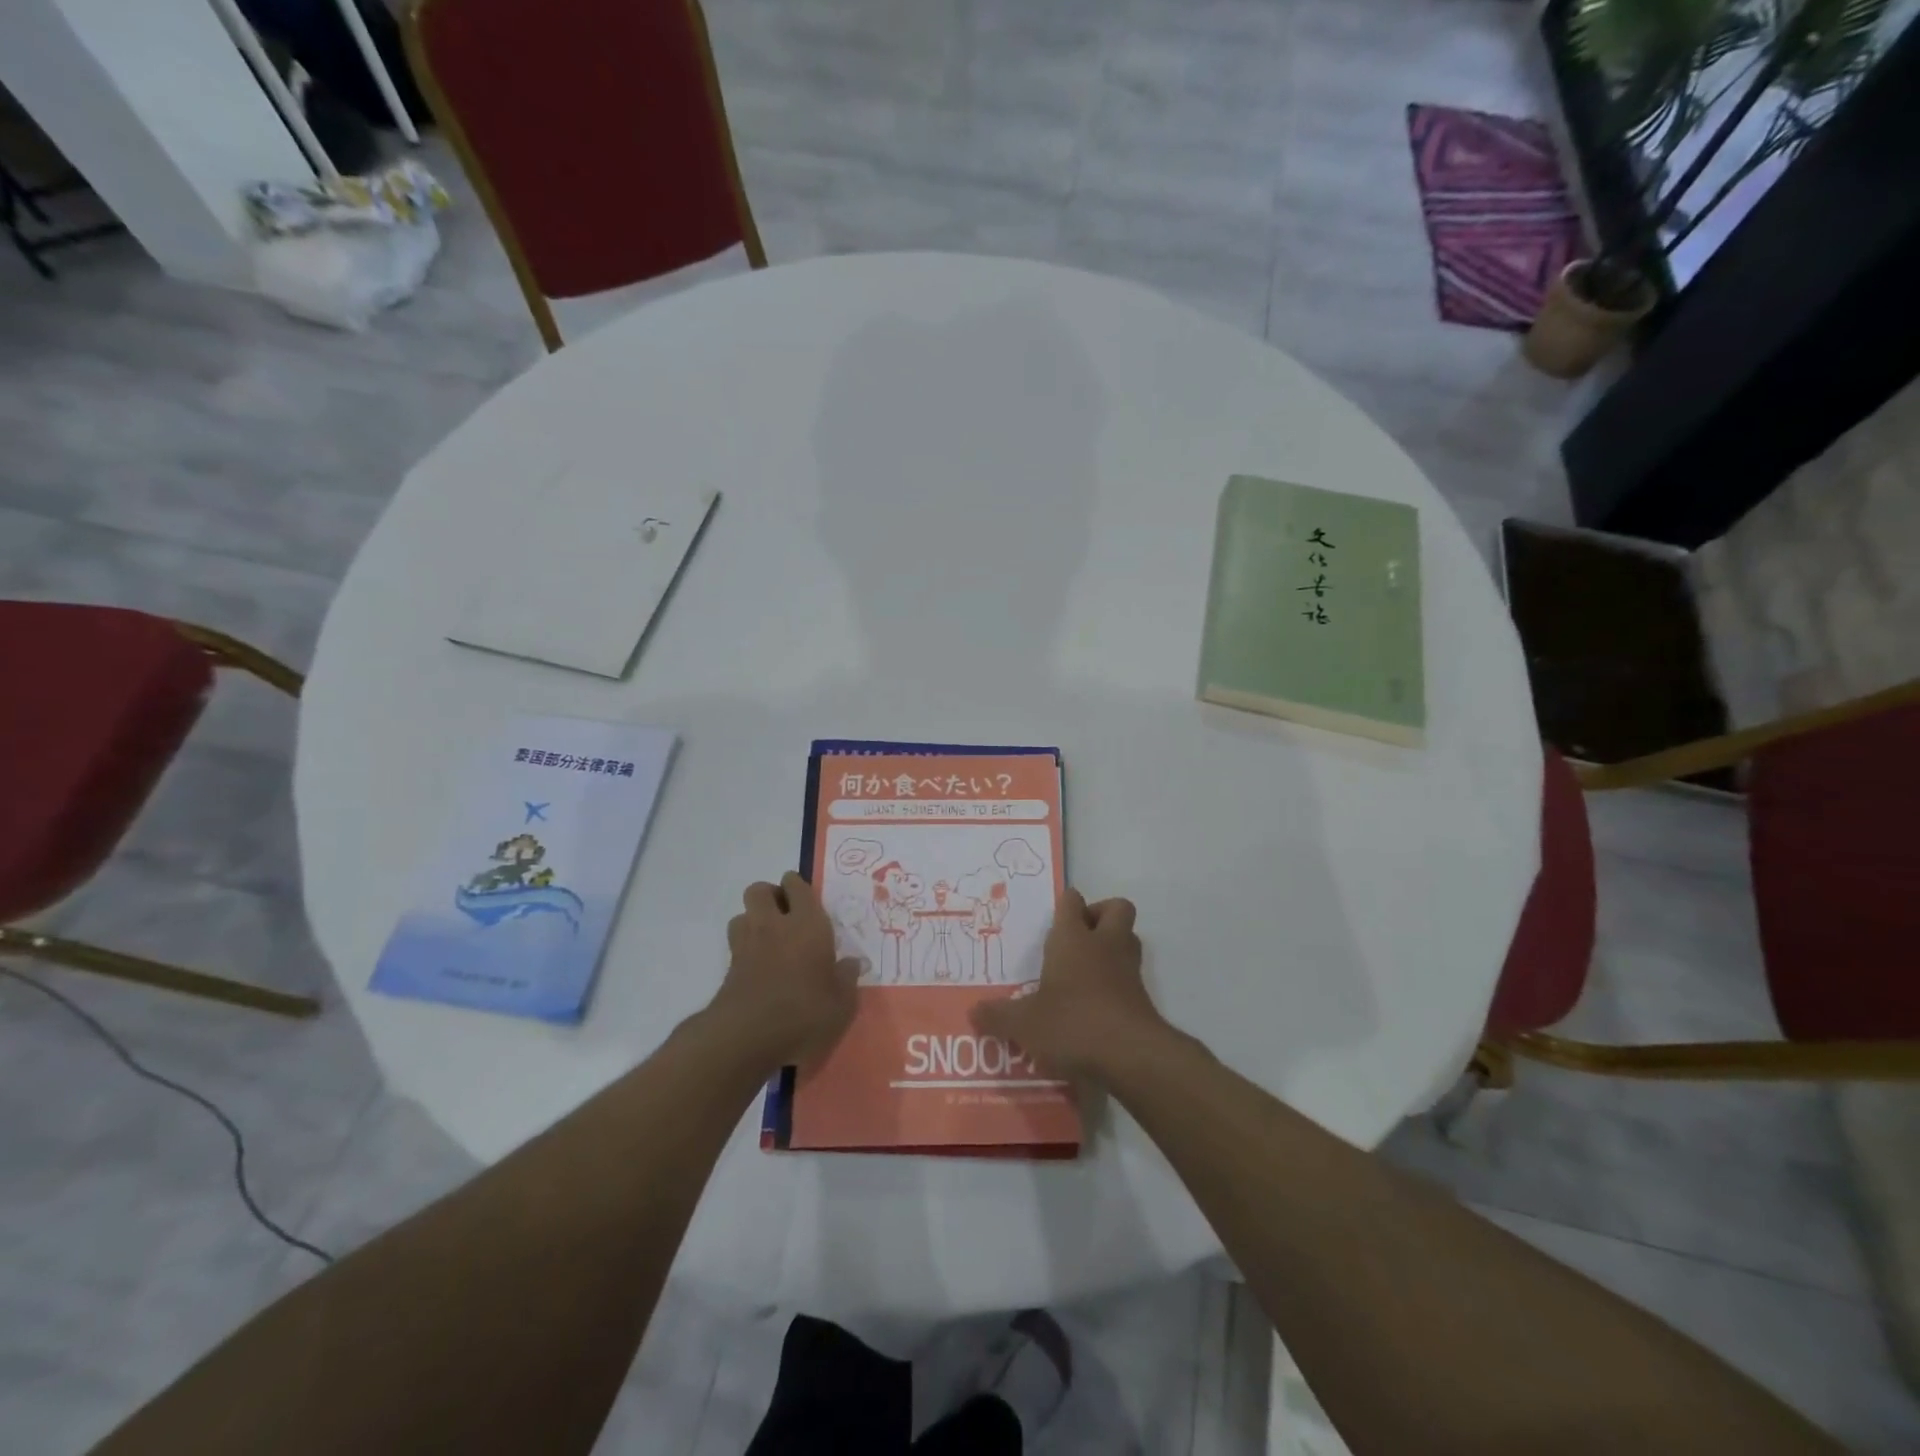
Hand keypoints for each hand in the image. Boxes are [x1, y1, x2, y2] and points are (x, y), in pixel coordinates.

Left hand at [710, 873, 860, 1071]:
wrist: (747, 1037)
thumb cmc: (804, 1012)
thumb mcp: (841, 1002)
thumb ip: (847, 978)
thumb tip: (852, 963)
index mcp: (807, 924)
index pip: (797, 885)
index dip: (799, 887)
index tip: (808, 901)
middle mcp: (774, 925)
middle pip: (759, 890)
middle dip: (771, 896)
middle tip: (787, 916)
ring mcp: (746, 945)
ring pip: (742, 914)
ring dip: (754, 920)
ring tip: (770, 939)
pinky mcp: (729, 968)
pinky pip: (736, 944)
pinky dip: (745, 947)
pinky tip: (759, 967)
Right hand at [972, 889, 1168, 1084]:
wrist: (1131, 1056)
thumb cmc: (1072, 1023)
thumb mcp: (1024, 1023)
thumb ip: (998, 1016)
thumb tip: (973, 1012)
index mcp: (1073, 938)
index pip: (1072, 901)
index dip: (1065, 904)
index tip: (1053, 917)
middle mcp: (1105, 945)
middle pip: (1116, 908)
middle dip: (1099, 915)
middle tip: (1077, 938)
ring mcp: (1129, 970)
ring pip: (1128, 940)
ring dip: (1111, 947)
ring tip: (1084, 972)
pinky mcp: (1143, 999)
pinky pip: (1130, 977)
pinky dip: (1116, 984)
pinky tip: (1095, 1007)